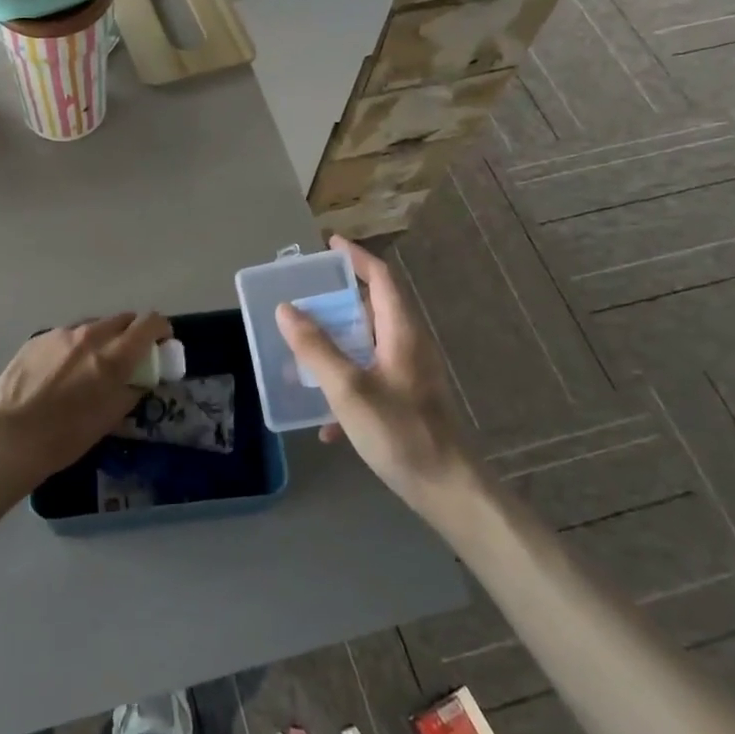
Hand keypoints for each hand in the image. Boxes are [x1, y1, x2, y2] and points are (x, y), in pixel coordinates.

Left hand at [0, 313, 171, 488]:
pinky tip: (63, 370)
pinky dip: (75, 345)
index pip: (149, 323)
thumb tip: (139, 379)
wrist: (10, 435)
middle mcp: (90, 335)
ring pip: (93, 325)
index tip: (162, 342)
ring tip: (92, 364)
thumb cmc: (66, 435)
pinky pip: (67, 335)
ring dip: (102, 338)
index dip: (161, 329)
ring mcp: (61, 333)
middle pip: (122, 319)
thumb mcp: (110, 418)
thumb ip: (131, 391)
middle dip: (132, 333)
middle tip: (129, 356)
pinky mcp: (38, 338)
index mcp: (113, 356)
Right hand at [275, 237, 470, 503]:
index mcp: (401, 332)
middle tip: (301, 302)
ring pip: (366, 345)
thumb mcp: (349, 389)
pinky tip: (325, 422)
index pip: (380, 278)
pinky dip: (345, 385)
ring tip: (302, 354)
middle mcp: (408, 345)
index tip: (329, 245)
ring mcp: (409, 374)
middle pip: (370, 309)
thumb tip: (286, 309)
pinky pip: (369, 377)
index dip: (355, 257)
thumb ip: (316, 348)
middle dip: (335, 303)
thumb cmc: (400, 432)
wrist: (447, 488)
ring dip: (335, 346)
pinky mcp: (406, 400)